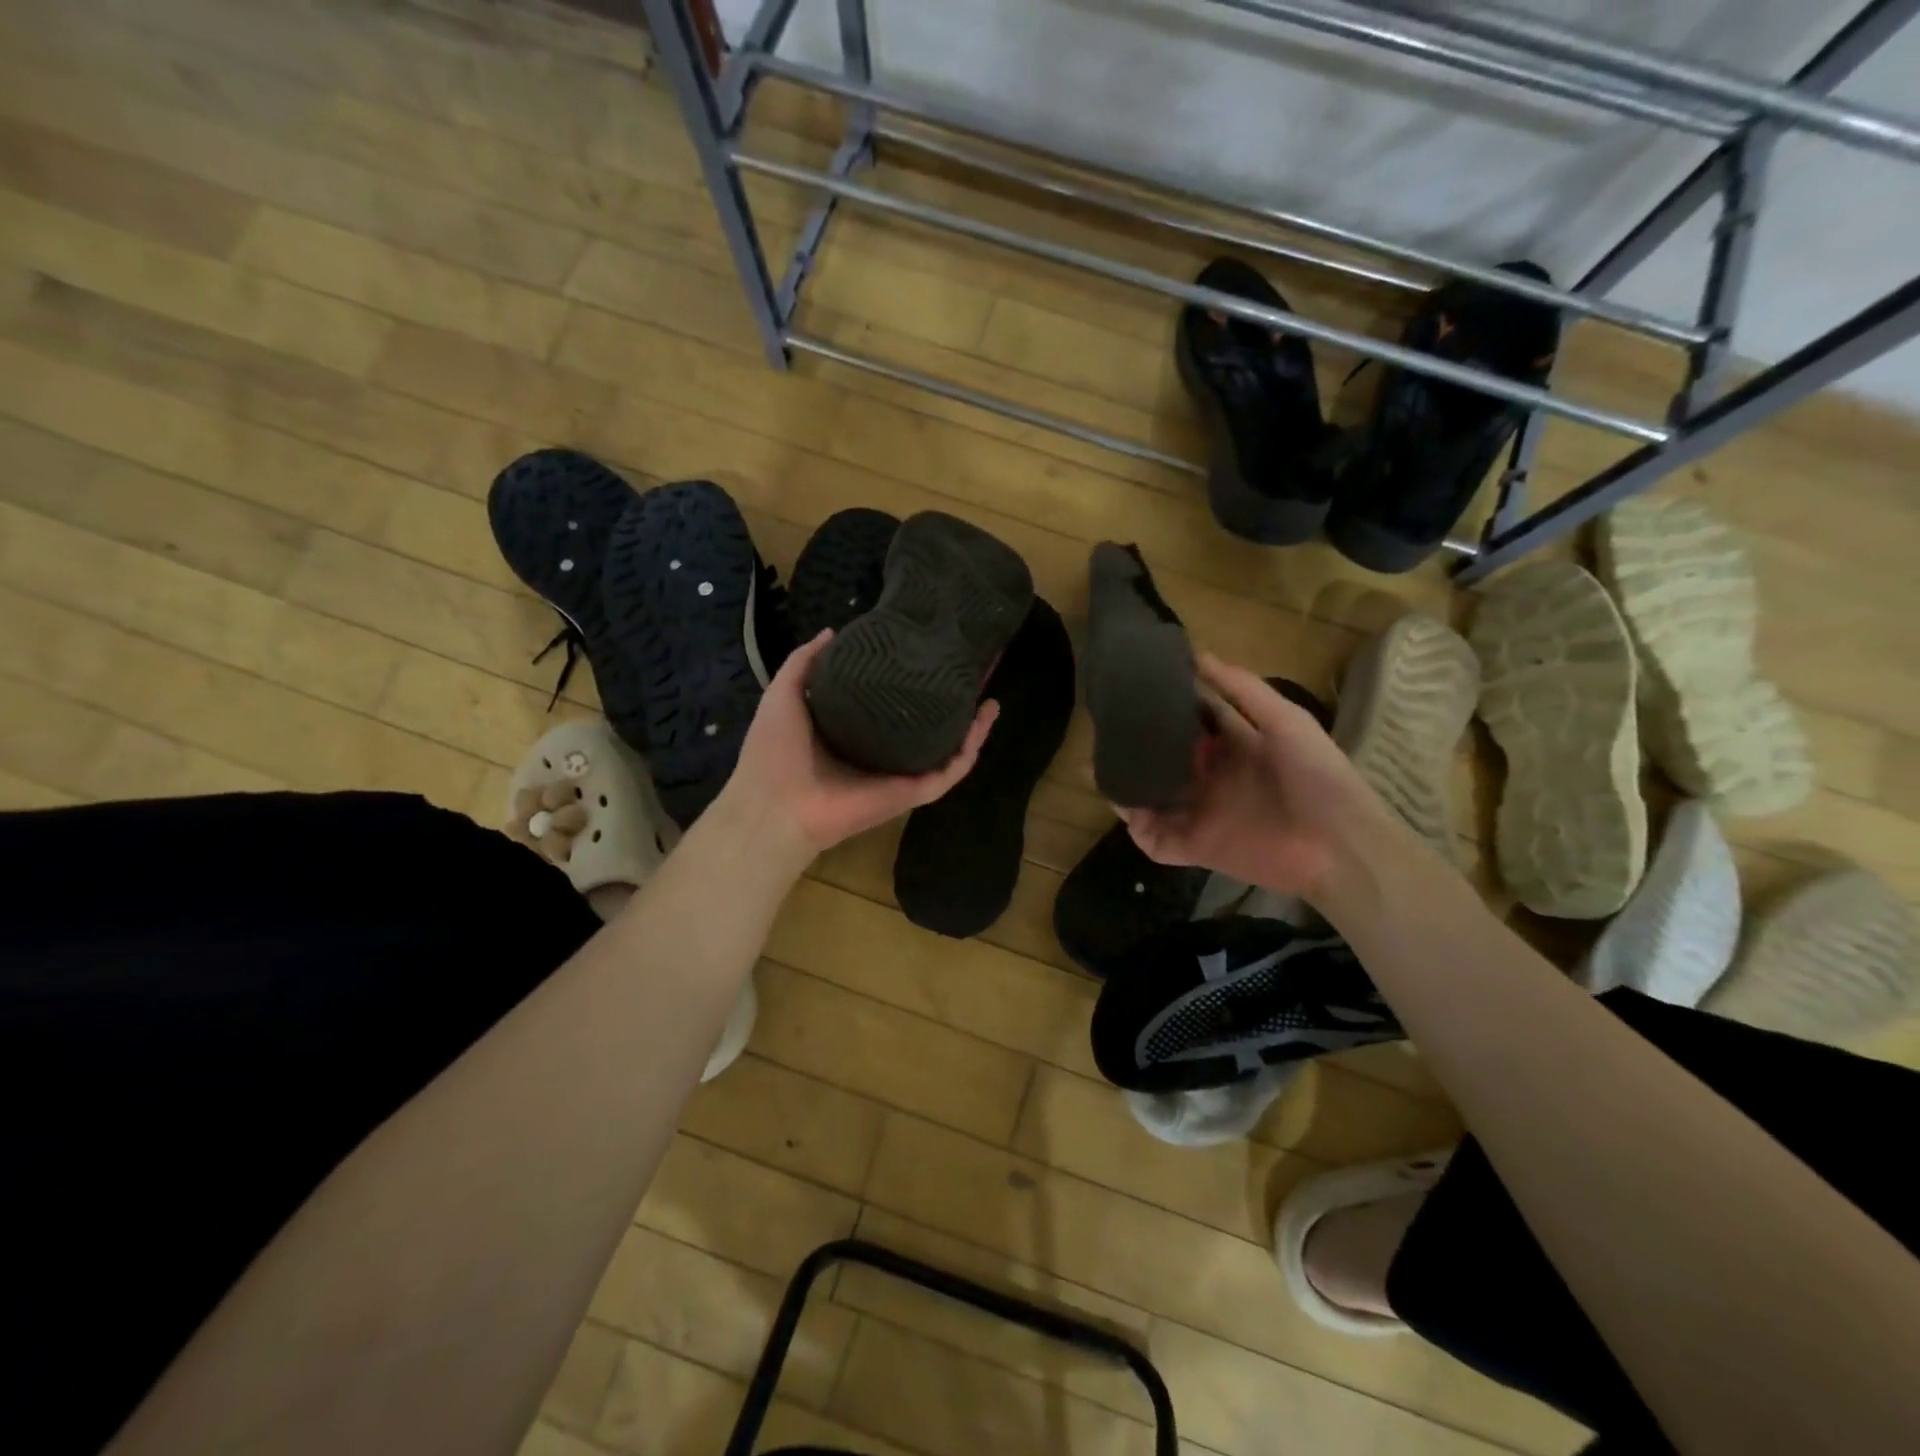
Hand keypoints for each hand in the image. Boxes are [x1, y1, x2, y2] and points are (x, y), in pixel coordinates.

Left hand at [722, 630, 998, 859]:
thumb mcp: (786, 693)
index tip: (933, 650)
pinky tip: (986, 716)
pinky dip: (972, 745)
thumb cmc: (775, 751)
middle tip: (973, 667)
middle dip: (952, 698)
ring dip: (973, 722)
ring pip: (949, 746)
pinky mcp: (914, 791)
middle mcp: (884, 751)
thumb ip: (806, 662)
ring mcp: (902, 773)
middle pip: (929, 723)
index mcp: (856, 731)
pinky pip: (952, 769)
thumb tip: (834, 631)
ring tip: (991, 690)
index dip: (915, 677)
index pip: (895, 701)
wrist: (775, 805)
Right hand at [1123, 654, 1388, 901]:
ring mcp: (1202, 814)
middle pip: (1167, 759)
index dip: (1169, 707)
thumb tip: (1199, 656)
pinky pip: (1157, 839)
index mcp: (1236, 747)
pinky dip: (1137, 828)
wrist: (1342, 847)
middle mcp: (1213, 778)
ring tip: (1101, 766)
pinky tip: (1123, 807)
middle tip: (1108, 727)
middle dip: (1140, 747)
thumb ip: (1243, 690)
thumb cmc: (1319, 778)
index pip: (1193, 723)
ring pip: (1153, 798)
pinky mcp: (1197, 847)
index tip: (1138, 689)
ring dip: (1129, 786)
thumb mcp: (1286, 722)